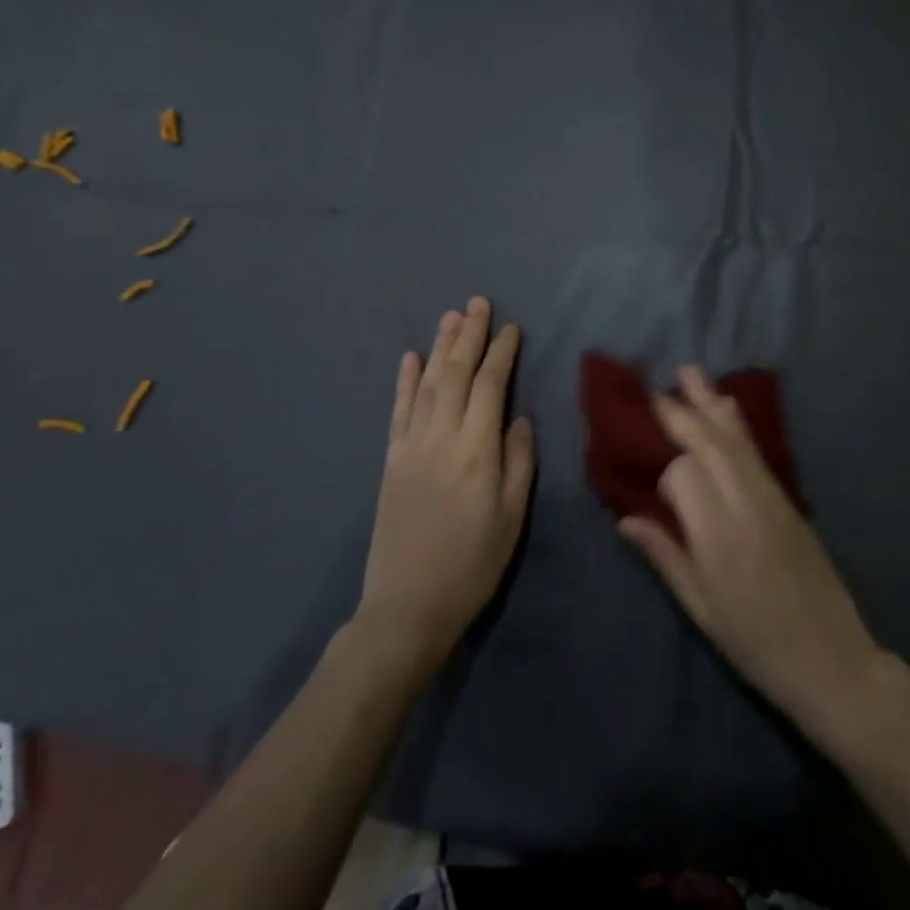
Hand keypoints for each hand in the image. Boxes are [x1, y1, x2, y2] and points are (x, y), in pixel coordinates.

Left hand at [355, 297, 534, 675]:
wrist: (408, 606)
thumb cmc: (473, 564)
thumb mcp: (512, 517)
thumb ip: (518, 461)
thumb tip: (518, 417)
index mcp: (476, 451)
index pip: (489, 387)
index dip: (501, 354)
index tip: (511, 328)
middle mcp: (441, 438)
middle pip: (456, 374)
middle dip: (470, 336)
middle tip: (479, 303)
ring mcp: (411, 447)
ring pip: (427, 384)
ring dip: (440, 347)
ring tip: (451, 316)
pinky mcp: (391, 460)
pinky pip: (399, 411)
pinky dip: (405, 381)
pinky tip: (410, 358)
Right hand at [618, 368, 885, 740]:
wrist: (831, 660)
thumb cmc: (755, 643)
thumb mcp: (700, 608)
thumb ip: (664, 555)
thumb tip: (625, 518)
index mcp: (718, 535)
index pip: (683, 474)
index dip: (661, 468)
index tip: (643, 471)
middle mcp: (745, 504)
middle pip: (710, 443)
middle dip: (680, 412)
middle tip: (651, 388)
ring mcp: (772, 497)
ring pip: (736, 439)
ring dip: (710, 403)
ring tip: (688, 372)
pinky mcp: (788, 499)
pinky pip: (756, 451)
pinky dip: (736, 424)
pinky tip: (725, 407)